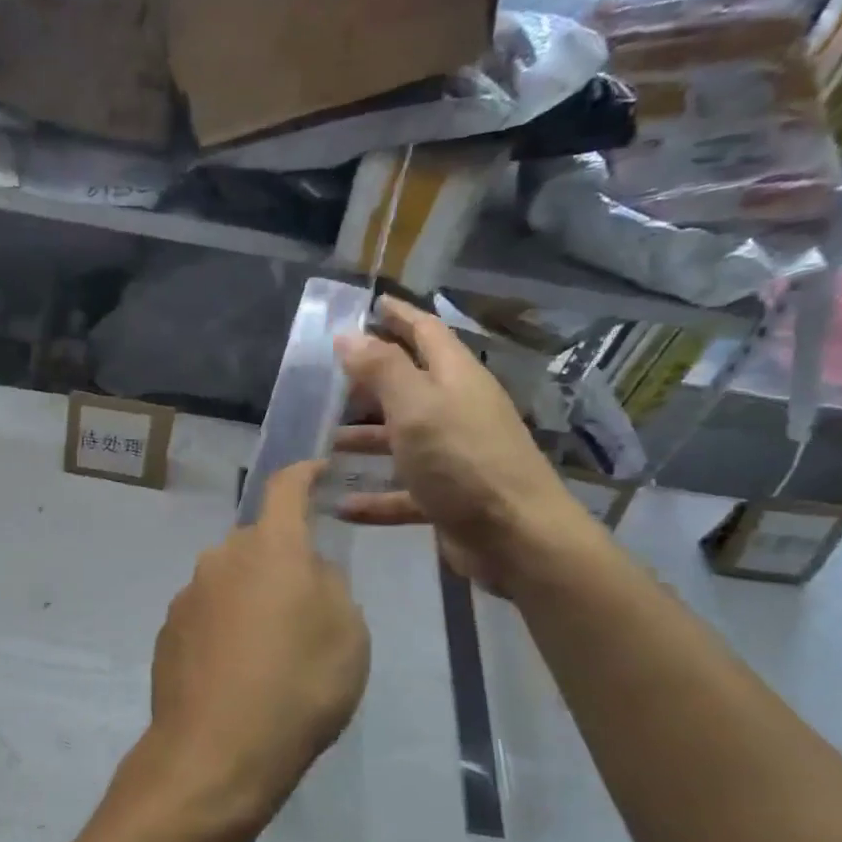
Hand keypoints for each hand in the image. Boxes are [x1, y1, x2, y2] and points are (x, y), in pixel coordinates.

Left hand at [118, 462, 369, 841]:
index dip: (303, 474)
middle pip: (257, 543)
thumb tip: (306, 573)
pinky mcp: (168, 632)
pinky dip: (226, 629)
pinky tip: (238, 674)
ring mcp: (188, 595)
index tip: (315, 470)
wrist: (216, 751)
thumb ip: (329, 587)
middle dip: (281, 561)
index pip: (286, 488)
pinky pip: (208, 615)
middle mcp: (222, 559)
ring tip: (271, 654)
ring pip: (231, 581)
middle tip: (304, 608)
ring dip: (252, 600)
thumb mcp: (348, 635)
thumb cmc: (299, 686)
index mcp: (271, 548)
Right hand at [334, 297, 602, 595]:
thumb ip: (381, 369)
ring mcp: (453, 457)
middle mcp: (456, 412)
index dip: (399, 316)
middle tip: (330, 379)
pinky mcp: (448, 499)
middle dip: (371, 381)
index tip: (371, 304)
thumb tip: (348, 334)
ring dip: (366, 439)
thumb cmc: (463, 462)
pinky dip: (374, 498)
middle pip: (410, 387)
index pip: (425, 332)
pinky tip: (341, 505)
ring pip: (402, 440)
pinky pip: (403, 492)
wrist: (516, 538)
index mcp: (455, 379)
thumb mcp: (416, 407)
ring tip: (325, 442)